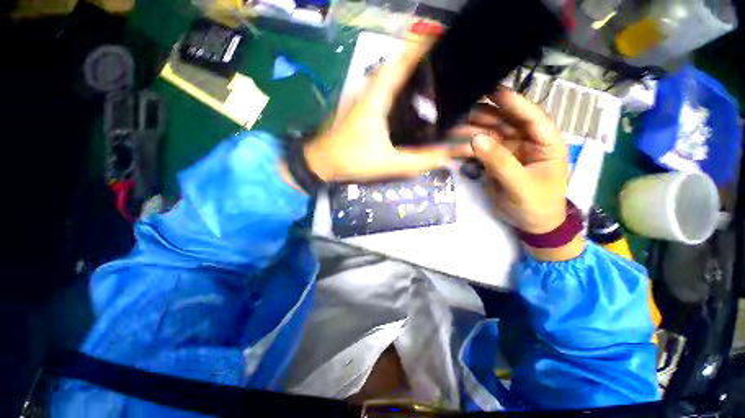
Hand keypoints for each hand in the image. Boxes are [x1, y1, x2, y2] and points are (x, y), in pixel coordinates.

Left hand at [302, 42, 470, 182]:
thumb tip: (443, 157)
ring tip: (425, 81)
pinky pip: (379, 91)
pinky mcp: (358, 108)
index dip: (418, 50)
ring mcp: (361, 99)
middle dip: (414, 62)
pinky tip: (403, 102)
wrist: (322, 163)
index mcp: (376, 99)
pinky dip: (393, 89)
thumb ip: (415, 161)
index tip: (437, 43)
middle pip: (394, 67)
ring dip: (403, 74)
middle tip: (436, 67)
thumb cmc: (351, 159)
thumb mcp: (388, 163)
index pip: (400, 64)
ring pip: (385, 78)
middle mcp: (367, 92)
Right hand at [454, 88, 582, 260]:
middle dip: (485, 114)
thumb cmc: (535, 204)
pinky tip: (454, 141)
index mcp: (546, 143)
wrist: (529, 224)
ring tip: (453, 123)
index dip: (513, 103)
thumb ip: (499, 161)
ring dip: (472, 128)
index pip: (532, 117)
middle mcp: (527, 142)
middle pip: (506, 122)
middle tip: (462, 106)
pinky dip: (468, 146)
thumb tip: (475, 139)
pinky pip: (481, 149)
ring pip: (490, 134)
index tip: (492, 90)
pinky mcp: (495, 160)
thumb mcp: (520, 185)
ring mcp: (509, 151)